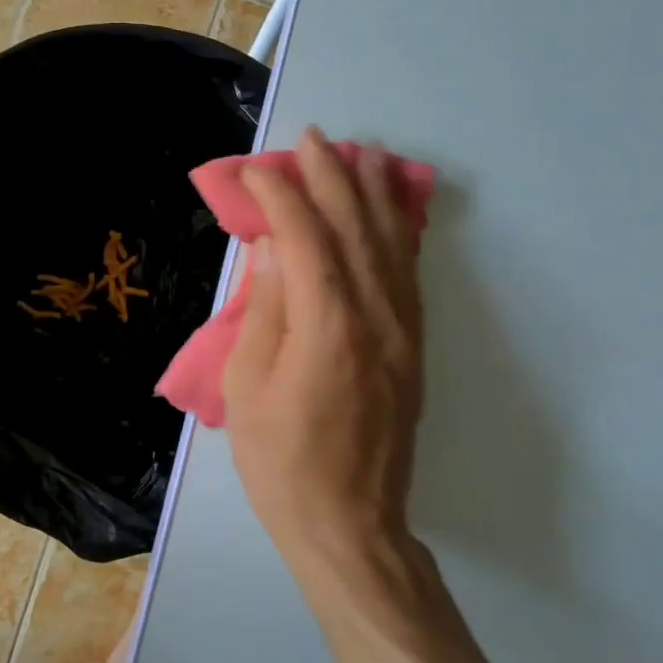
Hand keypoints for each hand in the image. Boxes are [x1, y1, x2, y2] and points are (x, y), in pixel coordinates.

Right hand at [222, 128, 424, 567]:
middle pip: (355, 228)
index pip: (306, 236)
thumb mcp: (249, 386)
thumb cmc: (282, 461)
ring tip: (365, 154)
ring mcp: (403, 331)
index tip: (255, 170)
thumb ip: (265, 309)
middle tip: (314, 138)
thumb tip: (274, 247)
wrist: (349, 525)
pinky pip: (409, 275)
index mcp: (327, 325)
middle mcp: (375, 316)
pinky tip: (393, 213)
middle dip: (333, 176)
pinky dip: (399, 233)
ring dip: (376, 194)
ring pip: (392, 244)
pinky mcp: (413, 348)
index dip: (280, 196)